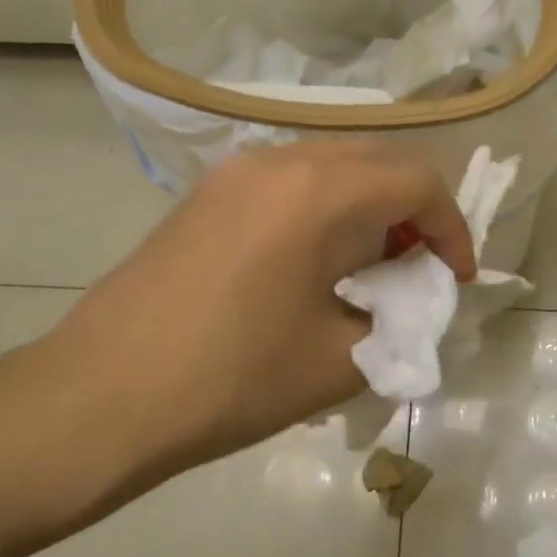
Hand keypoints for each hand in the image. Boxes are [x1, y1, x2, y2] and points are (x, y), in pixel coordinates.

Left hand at [23, 141, 476, 520]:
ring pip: (333, 164)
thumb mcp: (340, 360)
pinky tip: (312, 261)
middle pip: (378, 161)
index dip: (453, 229)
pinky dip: (324, 206)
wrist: (101, 396)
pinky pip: (290, 180)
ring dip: (369, 204)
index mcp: (321, 193)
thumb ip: (397, 320)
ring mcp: (237, 171)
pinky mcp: (208, 192)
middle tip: (417, 269)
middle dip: (414, 210)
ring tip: (368, 266)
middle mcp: (281, 160)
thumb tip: (407, 303)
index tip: (455, 279)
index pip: (418, 183)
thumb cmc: (232, 380)